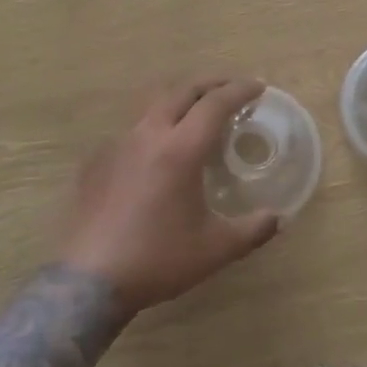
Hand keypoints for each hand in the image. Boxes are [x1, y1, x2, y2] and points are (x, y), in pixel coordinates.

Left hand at [60, 74, 280, 312]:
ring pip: (154, 106)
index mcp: (181, 149)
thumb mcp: (215, 249)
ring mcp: (118, 145)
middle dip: (211, 84)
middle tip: (231, 89)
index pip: (216, 104)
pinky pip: (132, 130)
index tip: (258, 88)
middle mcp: (149, 135)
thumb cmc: (158, 259)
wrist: (89, 282)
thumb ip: (253, 229)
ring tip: (196, 113)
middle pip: (183, 91)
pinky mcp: (97, 161)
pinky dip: (154, 126)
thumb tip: (277, 217)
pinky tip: (157, 150)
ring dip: (181, 100)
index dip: (240, 91)